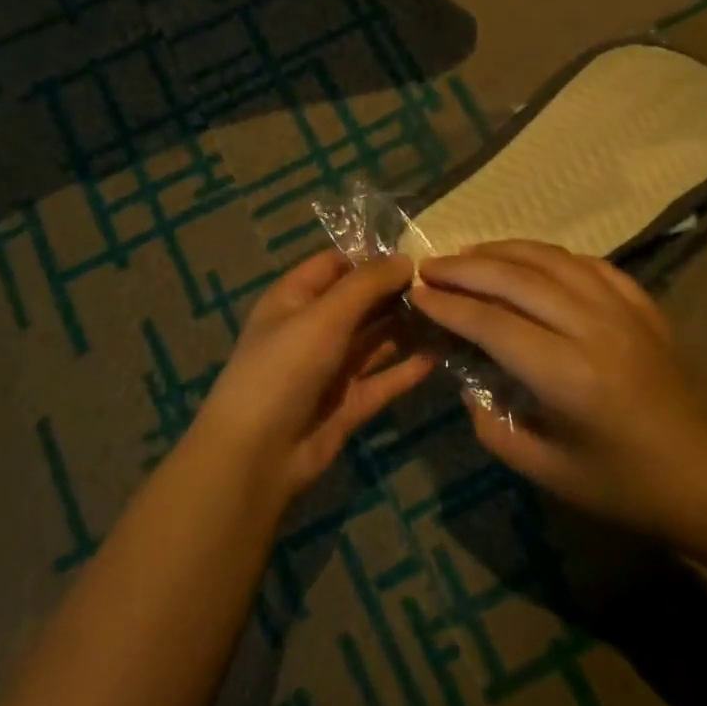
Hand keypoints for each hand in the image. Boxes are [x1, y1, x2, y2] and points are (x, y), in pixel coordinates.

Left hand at [192, 250, 434, 506]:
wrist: (256, 454)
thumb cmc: (284, 368)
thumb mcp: (324, 316)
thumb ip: (366, 285)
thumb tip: (405, 259)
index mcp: (295, 298)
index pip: (336, 264)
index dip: (372, 257)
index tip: (418, 251)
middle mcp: (313, 328)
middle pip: (360, 302)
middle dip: (396, 292)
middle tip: (445, 283)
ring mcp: (331, 368)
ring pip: (375, 340)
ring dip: (406, 328)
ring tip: (450, 313)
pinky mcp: (348, 404)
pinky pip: (383, 379)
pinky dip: (407, 369)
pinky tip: (438, 355)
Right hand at [411, 241, 706, 548]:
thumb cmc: (625, 487)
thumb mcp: (547, 471)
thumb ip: (494, 428)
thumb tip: (469, 386)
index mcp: (568, 376)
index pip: (492, 323)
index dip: (448, 306)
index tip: (416, 294)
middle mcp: (594, 329)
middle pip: (516, 279)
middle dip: (465, 269)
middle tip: (429, 267)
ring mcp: (624, 311)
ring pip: (552, 260)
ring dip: (503, 250)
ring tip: (468, 254)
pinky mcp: (644, 306)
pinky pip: (589, 264)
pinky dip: (550, 256)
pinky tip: (529, 260)